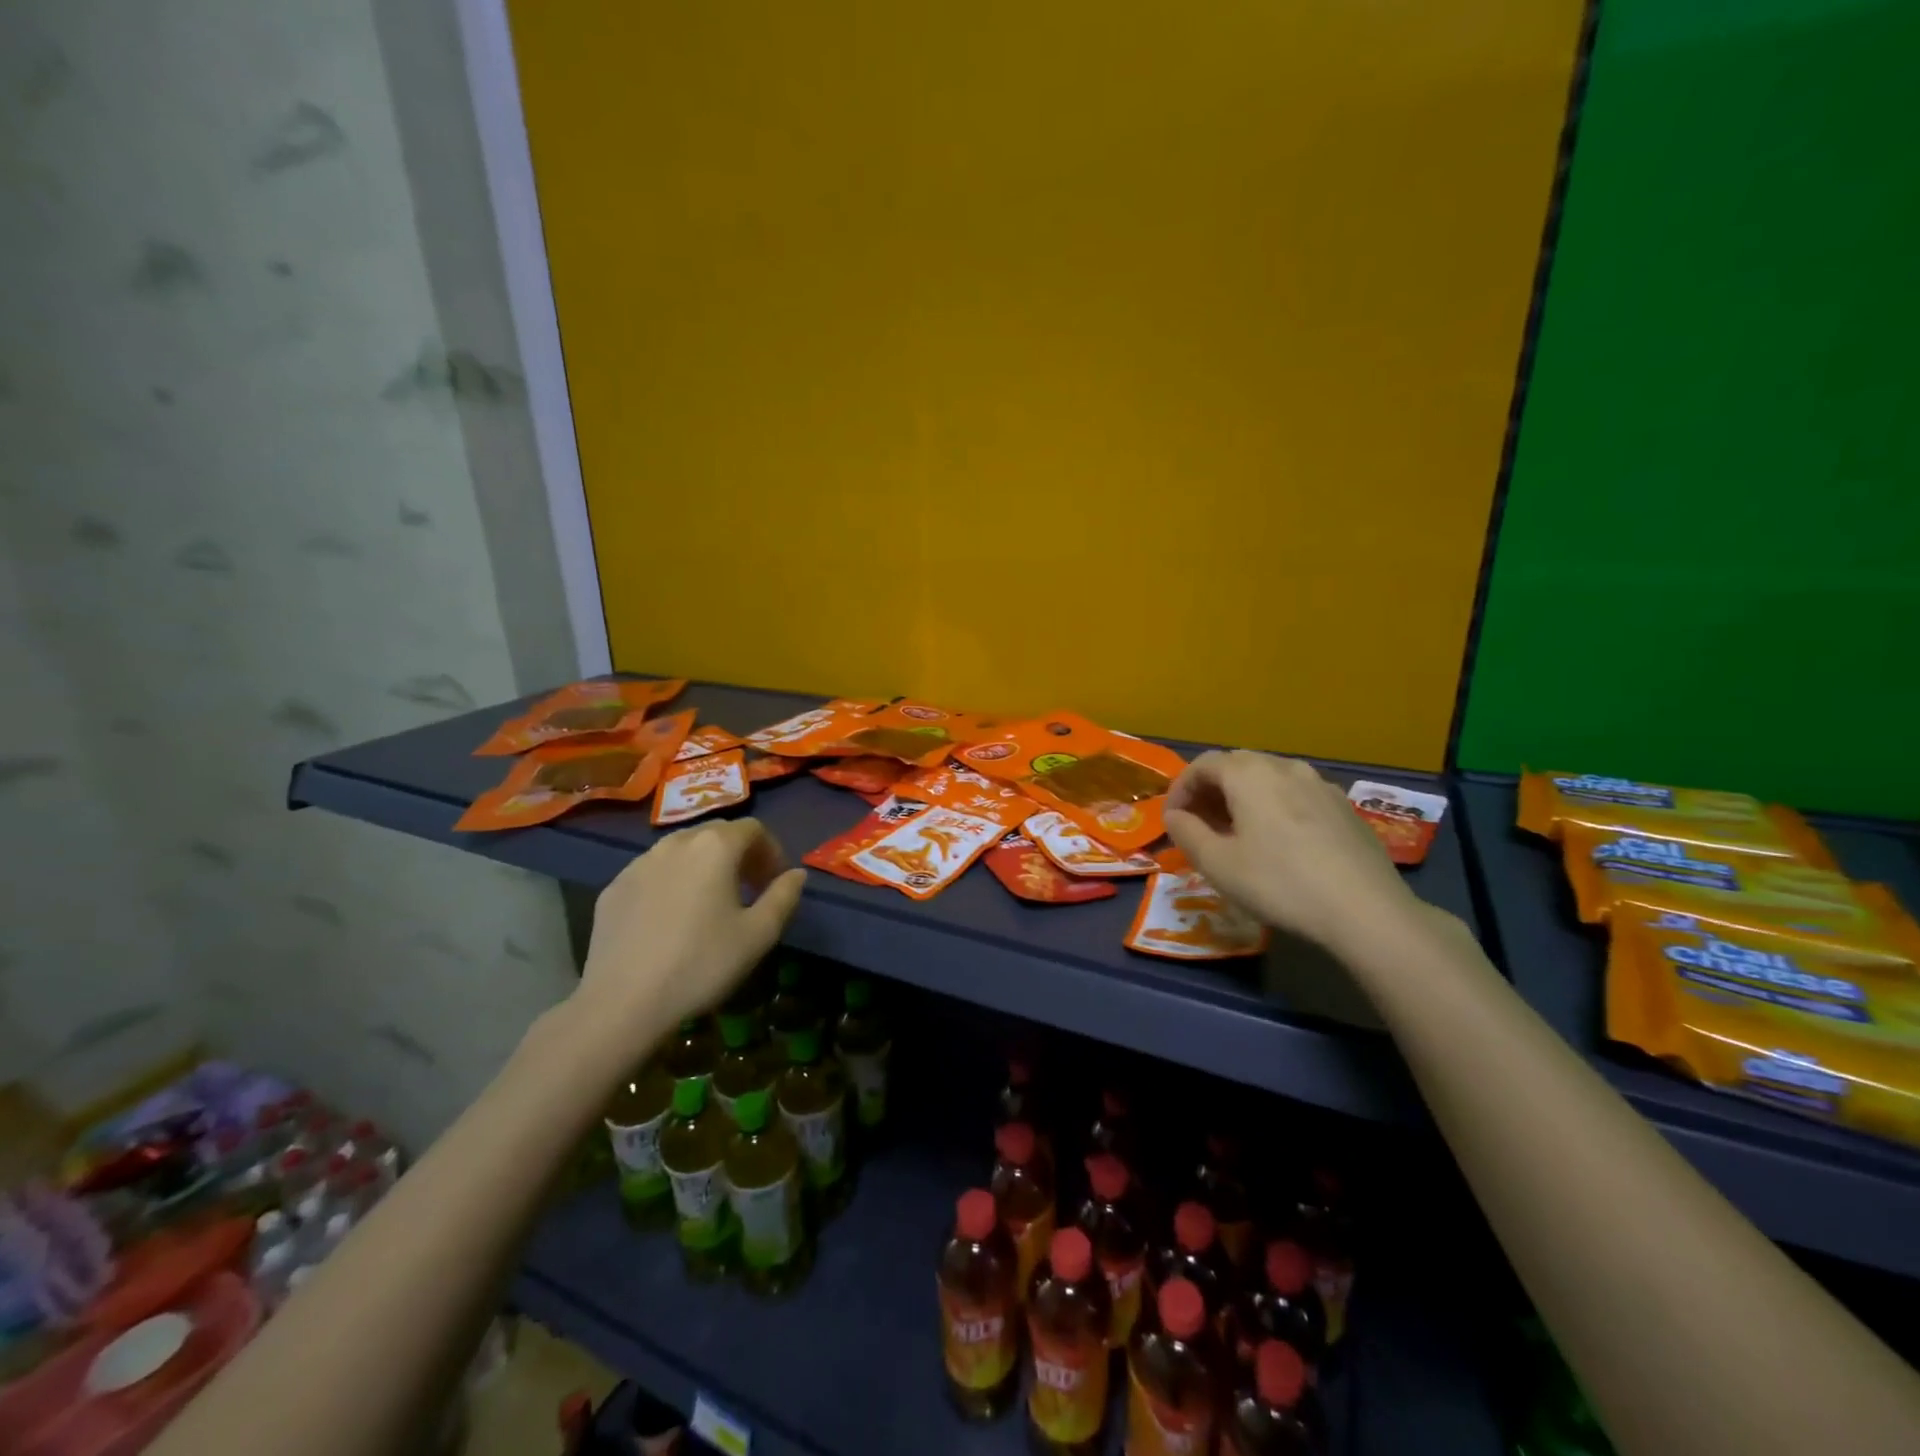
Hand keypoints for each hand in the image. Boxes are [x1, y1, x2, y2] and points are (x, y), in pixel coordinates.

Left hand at [573, 819, 806, 1037]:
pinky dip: (671, 882)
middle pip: (716, 833)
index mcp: (715, 847)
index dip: (771, 851)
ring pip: (682, 850)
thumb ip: (784, 896)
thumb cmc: (701, 964)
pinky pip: (653, 872)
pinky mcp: (613, 888)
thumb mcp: (758, 935)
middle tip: (749, 889)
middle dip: (739, 854)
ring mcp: (638, 863)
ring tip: (710, 903)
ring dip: (704, 866)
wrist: (622, 1003)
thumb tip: (797, 874)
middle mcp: (675, 842)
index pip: (753, 829)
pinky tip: (671, 920)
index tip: (775, 882)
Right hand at [1164, 751, 1423, 954]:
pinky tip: (1280, 842)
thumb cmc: (1279, 883)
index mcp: (1249, 774)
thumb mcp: (1217, 864)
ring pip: (1269, 779)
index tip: (1172, 820)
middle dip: (1211, 791)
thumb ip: (1187, 833)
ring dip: (1244, 798)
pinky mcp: (1345, 808)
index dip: (1180, 789)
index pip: (1202, 764)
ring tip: (1237, 833)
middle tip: (1200, 825)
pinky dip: (1275, 807)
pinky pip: (1297, 795)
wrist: (1366, 910)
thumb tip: (1175, 816)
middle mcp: (1285, 767)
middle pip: (1236, 765)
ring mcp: (1320, 785)